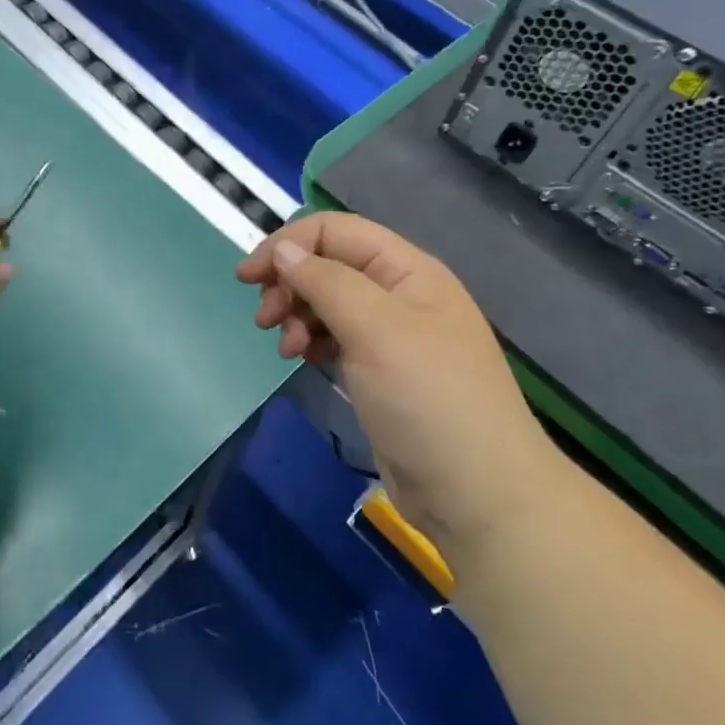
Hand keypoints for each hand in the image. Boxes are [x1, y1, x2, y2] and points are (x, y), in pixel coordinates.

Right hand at [237, 213, 564, 557]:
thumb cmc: (427, 399)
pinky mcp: (379, 371)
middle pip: (328, 265)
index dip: (289, 244)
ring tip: (287, 348)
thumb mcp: (375, 329)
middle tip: (264, 319)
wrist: (476, 493)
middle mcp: (398, 294)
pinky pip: (334, 337)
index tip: (248, 277)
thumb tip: (283, 250)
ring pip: (327, 302)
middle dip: (289, 282)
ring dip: (296, 314)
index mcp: (407, 270)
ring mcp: (389, 335)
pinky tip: (302, 359)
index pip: (336, 231)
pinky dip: (311, 340)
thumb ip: (326, 281)